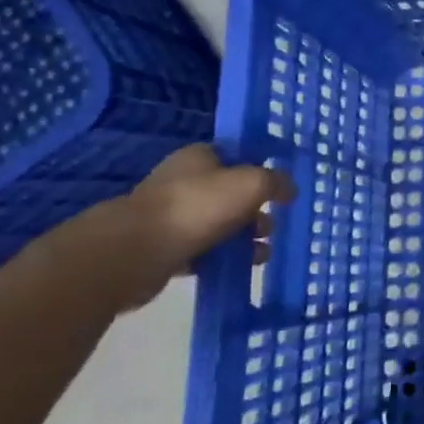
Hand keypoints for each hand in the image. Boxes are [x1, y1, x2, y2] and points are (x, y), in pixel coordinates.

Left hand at [48, 144, 295, 313]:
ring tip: (262, 253)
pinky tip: (240, 267)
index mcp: (199, 156)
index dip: (261, 168)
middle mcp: (183, 181)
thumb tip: (289, 189)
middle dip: (256, 209)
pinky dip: (223, 257)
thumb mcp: (250, 184)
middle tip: (272, 226)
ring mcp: (171, 216)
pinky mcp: (163, 248)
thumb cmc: (196, 207)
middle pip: (230, 192)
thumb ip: (276, 182)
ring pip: (219, 223)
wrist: (133, 254)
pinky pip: (203, 250)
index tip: (281, 188)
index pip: (236, 155)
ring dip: (243, 237)